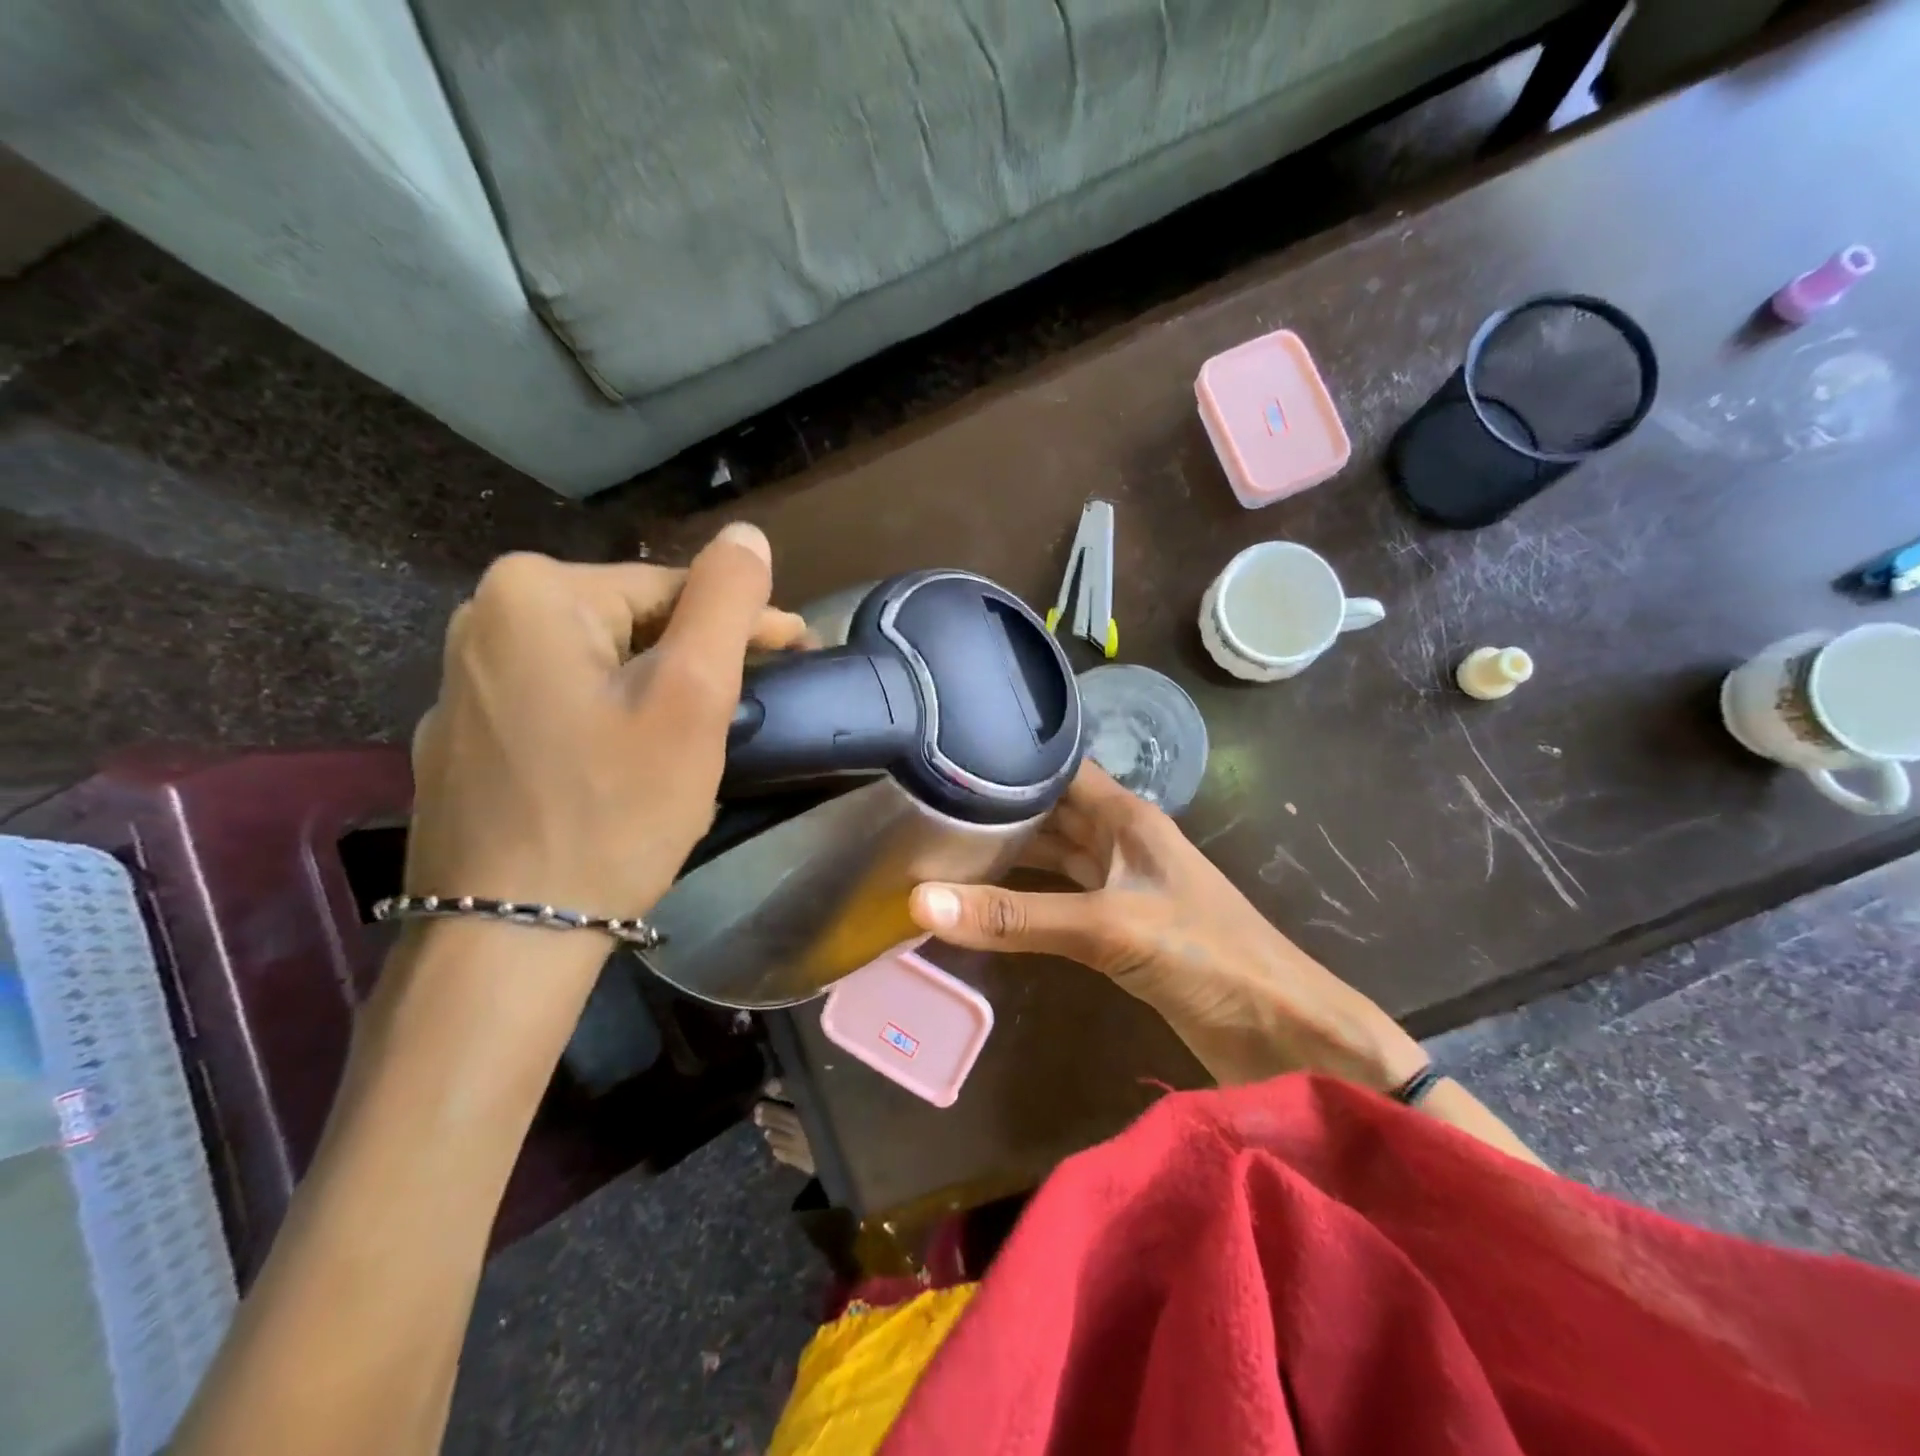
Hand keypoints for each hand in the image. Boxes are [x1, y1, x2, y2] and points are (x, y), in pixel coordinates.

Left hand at [405, 526, 807, 929]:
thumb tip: (748, 534)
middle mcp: (482, 619)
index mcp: (535, 592)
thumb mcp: (691, 696)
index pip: (672, 588)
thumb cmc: (615, 807)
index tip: (796, 654)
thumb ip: (724, 602)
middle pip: (632, 625)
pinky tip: (630, 765)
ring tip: (701, 738)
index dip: (742, 624)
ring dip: (657, 691)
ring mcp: (462, 683)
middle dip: (696, 662)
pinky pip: (560, 706)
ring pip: (598, 667)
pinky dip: (608, 722)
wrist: (509, 935)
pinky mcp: (462, 739)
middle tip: (748, 710)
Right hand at [908, 764, 1427, 1089]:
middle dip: (997, 807)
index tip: (948, 753)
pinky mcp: (1120, 925)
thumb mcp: (1105, 928)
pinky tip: (986, 899)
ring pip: (1053, 854)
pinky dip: (1025, 895)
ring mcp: (1121, 882)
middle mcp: (1120, 839)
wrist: (1280, 1032)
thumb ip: (1015, 918)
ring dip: (1009, 852)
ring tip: (942, 846)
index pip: (1059, 766)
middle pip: (1049, 810)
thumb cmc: (1204, 956)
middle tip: (925, 804)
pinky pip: (1060, 896)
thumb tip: (920, 903)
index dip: (1010, 756)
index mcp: (1125, 816)